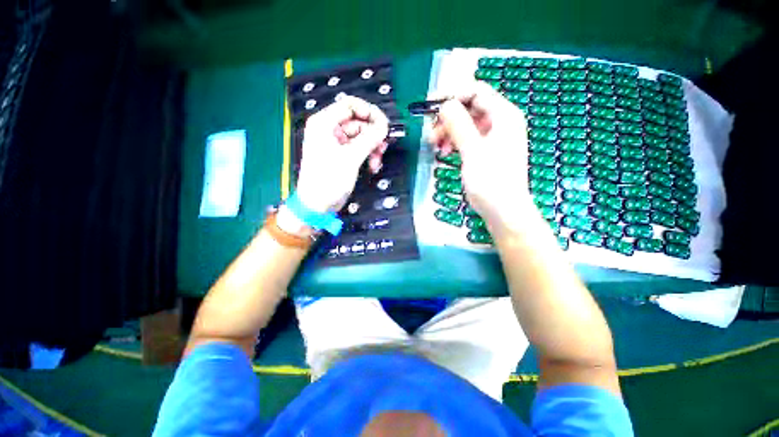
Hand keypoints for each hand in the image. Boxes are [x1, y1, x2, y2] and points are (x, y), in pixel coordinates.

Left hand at [295, 96, 389, 212]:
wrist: (318, 205)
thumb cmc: (328, 180)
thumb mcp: (350, 158)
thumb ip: (369, 139)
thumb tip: (384, 126)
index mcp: (324, 123)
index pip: (350, 105)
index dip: (369, 112)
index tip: (383, 124)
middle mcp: (329, 129)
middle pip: (358, 122)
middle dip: (373, 135)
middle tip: (383, 147)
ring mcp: (337, 143)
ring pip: (361, 137)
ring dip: (372, 147)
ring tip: (377, 161)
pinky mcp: (342, 155)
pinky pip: (359, 148)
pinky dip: (368, 155)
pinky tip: (373, 166)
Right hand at [428, 82, 532, 224]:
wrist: (504, 211)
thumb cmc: (491, 182)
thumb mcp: (473, 152)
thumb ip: (459, 125)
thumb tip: (445, 104)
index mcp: (504, 115)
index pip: (476, 92)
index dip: (452, 95)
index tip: (430, 106)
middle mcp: (500, 122)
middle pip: (470, 107)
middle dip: (448, 117)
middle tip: (431, 132)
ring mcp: (494, 137)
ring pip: (466, 124)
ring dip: (449, 131)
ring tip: (436, 145)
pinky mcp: (486, 151)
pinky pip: (468, 138)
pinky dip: (455, 142)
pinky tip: (446, 152)